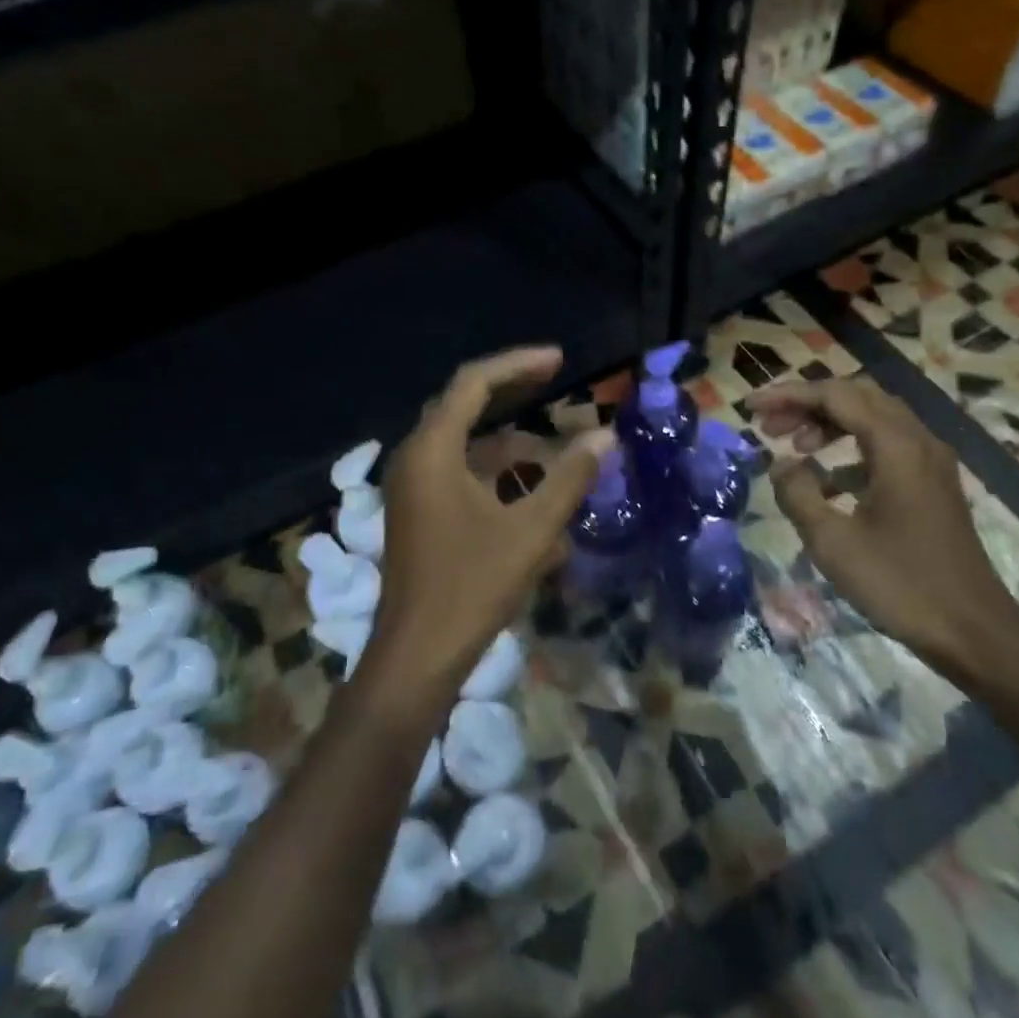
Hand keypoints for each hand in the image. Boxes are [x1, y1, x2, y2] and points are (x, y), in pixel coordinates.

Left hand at [357, 346, 609, 720]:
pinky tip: (534, 499)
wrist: (417, 657)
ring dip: (510, 445)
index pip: (474, 382)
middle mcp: (415, 458)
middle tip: (556, 382)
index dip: (519, 364)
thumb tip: (605, 437)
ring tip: (558, 455)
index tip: (560, 361)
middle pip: (465, 406)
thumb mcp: (531, 530)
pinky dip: (497, 476)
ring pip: (466, 446)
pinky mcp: (419, 513)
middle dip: (513, 394)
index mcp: (432, 450)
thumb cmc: (472, 587)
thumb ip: (569, 479)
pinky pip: (461, 475)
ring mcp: (413, 487)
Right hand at [749, 376, 1018, 672]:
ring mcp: (930, 462)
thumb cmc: (900, 584)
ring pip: (874, 418)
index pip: (835, 396)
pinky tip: (828, 482)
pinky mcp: (933, 484)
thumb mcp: (832, 542)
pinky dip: (852, 450)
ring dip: (831, 424)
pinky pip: (887, 446)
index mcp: (896, 446)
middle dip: (809, 404)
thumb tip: (781, 465)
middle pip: (857, 397)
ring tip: (795, 448)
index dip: (789, 395)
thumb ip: (798, 494)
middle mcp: (918, 440)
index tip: (751, 407)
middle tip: (770, 426)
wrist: (973, 631)